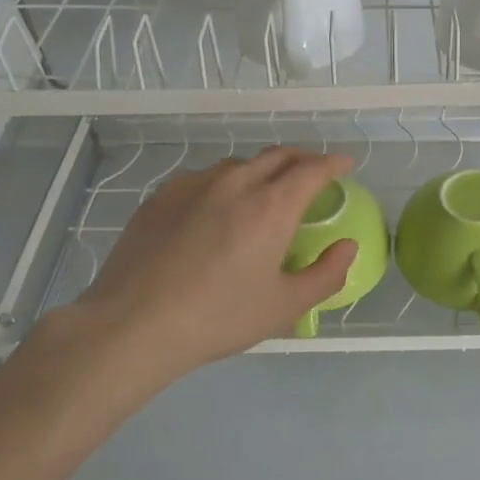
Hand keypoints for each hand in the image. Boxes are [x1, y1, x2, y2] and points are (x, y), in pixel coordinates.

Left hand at [38, 147, 359, 384]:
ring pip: (239, 165)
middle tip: (312, 174)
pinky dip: (224, 183)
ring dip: (262, 170)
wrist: (132, 325)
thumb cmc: (217, 317)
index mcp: (272, 205)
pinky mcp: (162, 195)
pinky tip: (216, 208)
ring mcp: (194, 184)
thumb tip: (347, 247)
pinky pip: (204, 178)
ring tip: (264, 192)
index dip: (334, 163)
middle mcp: (236, 182)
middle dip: (302, 159)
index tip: (345, 165)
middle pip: (278, 155)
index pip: (313, 169)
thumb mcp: (284, 307)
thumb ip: (326, 274)